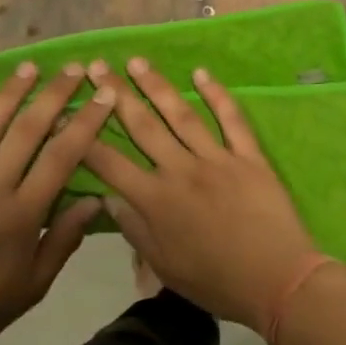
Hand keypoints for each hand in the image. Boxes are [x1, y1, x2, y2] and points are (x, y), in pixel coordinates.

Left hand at [0, 62, 115, 344]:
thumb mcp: (35, 284)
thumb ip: (64, 239)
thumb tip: (95, 201)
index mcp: (22, 214)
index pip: (61, 157)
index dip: (85, 122)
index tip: (103, 96)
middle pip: (26, 131)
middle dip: (52, 96)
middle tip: (71, 69)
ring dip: (9, 95)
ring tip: (28, 67)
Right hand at [81, 57, 343, 339]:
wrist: (277, 280)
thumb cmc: (217, 282)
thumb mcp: (165, 267)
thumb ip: (135, 230)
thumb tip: (108, 198)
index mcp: (156, 201)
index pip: (109, 162)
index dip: (84, 137)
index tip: (67, 111)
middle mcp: (181, 171)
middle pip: (143, 126)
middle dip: (115, 95)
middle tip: (97, 67)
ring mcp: (217, 159)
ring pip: (181, 115)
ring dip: (157, 86)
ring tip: (137, 62)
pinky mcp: (249, 156)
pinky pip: (232, 120)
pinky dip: (217, 95)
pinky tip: (201, 74)